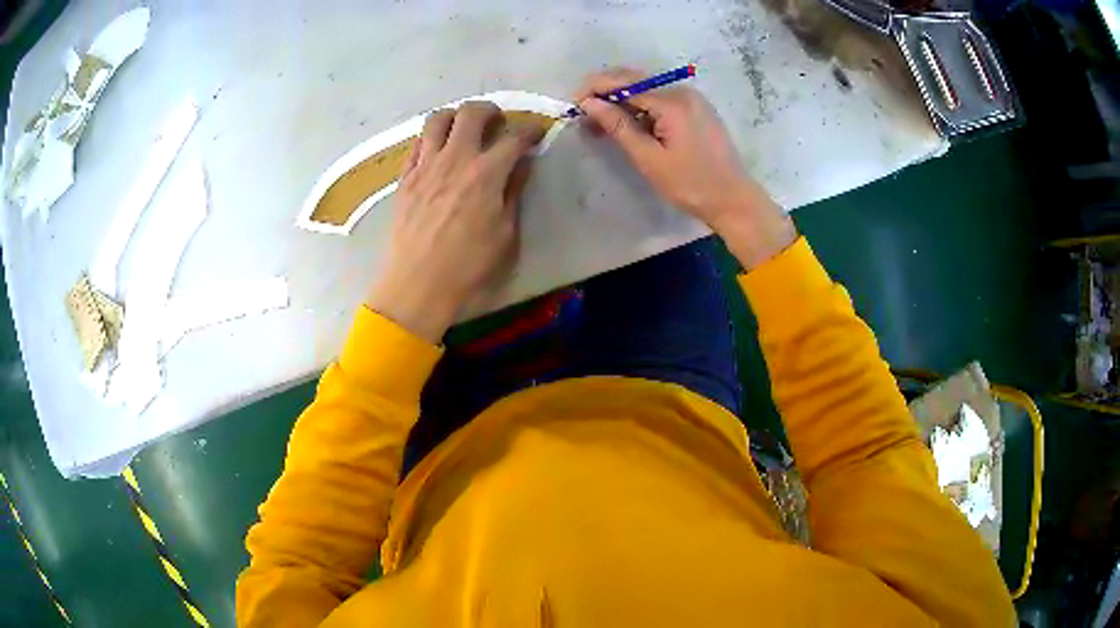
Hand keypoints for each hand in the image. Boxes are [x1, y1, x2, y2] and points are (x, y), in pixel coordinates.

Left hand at [366, 102, 543, 342]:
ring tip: (463, 130)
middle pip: (472, 113)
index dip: (530, 130)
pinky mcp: (405, 178)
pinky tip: (438, 152)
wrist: (418, 284)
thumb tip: (521, 165)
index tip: (536, 133)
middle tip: (497, 124)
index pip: (514, 137)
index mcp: (486, 173)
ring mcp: (425, 166)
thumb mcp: (505, 234)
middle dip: (490, 111)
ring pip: (438, 119)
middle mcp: (455, 159)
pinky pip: (417, 143)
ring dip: (455, 117)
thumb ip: (513, 192)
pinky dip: (431, 139)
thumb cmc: (468, 266)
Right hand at [574, 68, 796, 268]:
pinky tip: (627, 123)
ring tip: (600, 122)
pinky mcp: (696, 109)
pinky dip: (640, 107)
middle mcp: (683, 91)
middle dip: (606, 92)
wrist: (733, 200)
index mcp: (673, 102)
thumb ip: (618, 126)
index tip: (573, 103)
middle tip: (583, 112)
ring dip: (622, 101)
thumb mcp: (649, 158)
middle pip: (636, 80)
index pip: (625, 83)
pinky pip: (661, 100)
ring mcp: (692, 99)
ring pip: (647, 90)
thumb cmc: (691, 184)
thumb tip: (589, 103)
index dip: (596, 89)